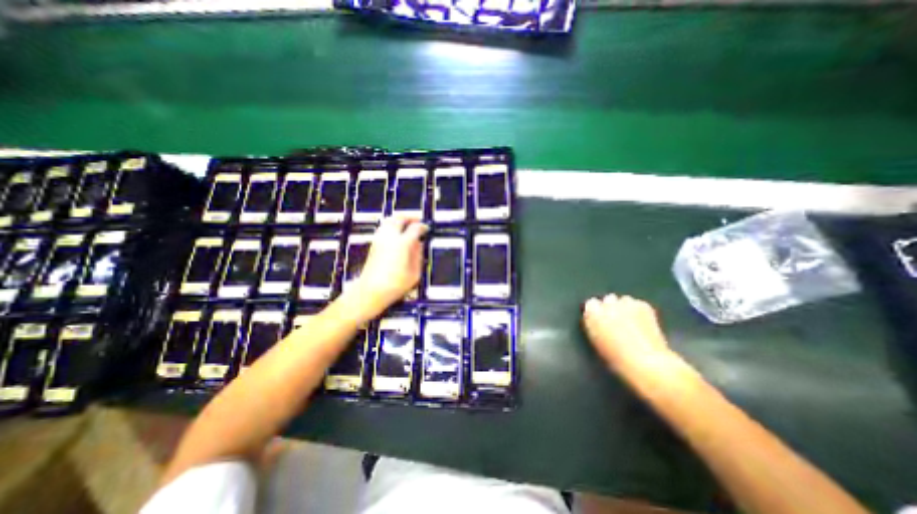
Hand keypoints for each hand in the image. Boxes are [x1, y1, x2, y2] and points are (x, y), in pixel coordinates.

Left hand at [351, 213, 428, 316]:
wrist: (370, 291)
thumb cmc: (395, 285)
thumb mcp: (415, 273)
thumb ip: (418, 255)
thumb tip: (419, 243)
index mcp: (402, 244)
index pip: (414, 228)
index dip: (422, 226)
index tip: (426, 229)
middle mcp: (389, 237)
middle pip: (399, 218)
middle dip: (410, 217)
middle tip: (417, 221)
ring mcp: (379, 239)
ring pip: (389, 220)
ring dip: (400, 219)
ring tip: (408, 225)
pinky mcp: (373, 243)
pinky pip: (384, 227)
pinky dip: (392, 225)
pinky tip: (397, 233)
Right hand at [583, 294, 675, 372]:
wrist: (645, 363)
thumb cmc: (616, 358)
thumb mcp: (596, 342)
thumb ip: (594, 326)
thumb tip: (597, 322)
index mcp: (592, 314)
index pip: (591, 304)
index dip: (596, 312)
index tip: (601, 320)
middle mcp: (607, 304)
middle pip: (608, 299)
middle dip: (611, 307)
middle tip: (617, 321)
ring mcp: (626, 303)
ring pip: (624, 300)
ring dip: (625, 308)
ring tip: (632, 322)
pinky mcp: (643, 305)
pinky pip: (639, 304)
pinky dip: (640, 311)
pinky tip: (644, 324)